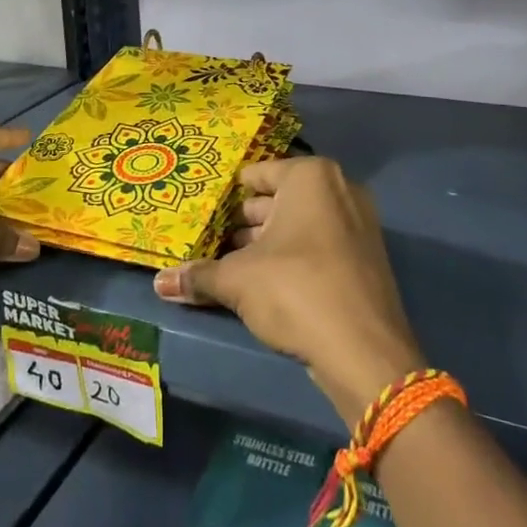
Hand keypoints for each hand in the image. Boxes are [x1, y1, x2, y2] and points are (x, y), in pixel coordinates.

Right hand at [153, 155, 423, 424]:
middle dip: (246, 221)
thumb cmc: (296, 290)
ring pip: (300, 225)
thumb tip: (159, 282)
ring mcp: (359, 224)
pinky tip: (264, 283)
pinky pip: (320, 246)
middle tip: (210, 239)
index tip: (205, 209)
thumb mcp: (237, 280)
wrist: (364, 353)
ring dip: (267, 243)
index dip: (228, 194)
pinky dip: (294, 258)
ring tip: (229, 265)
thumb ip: (198, 276)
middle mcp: (339, 190)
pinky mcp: (367, 259)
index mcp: (310, 177)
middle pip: (279, 199)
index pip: (258, 174)